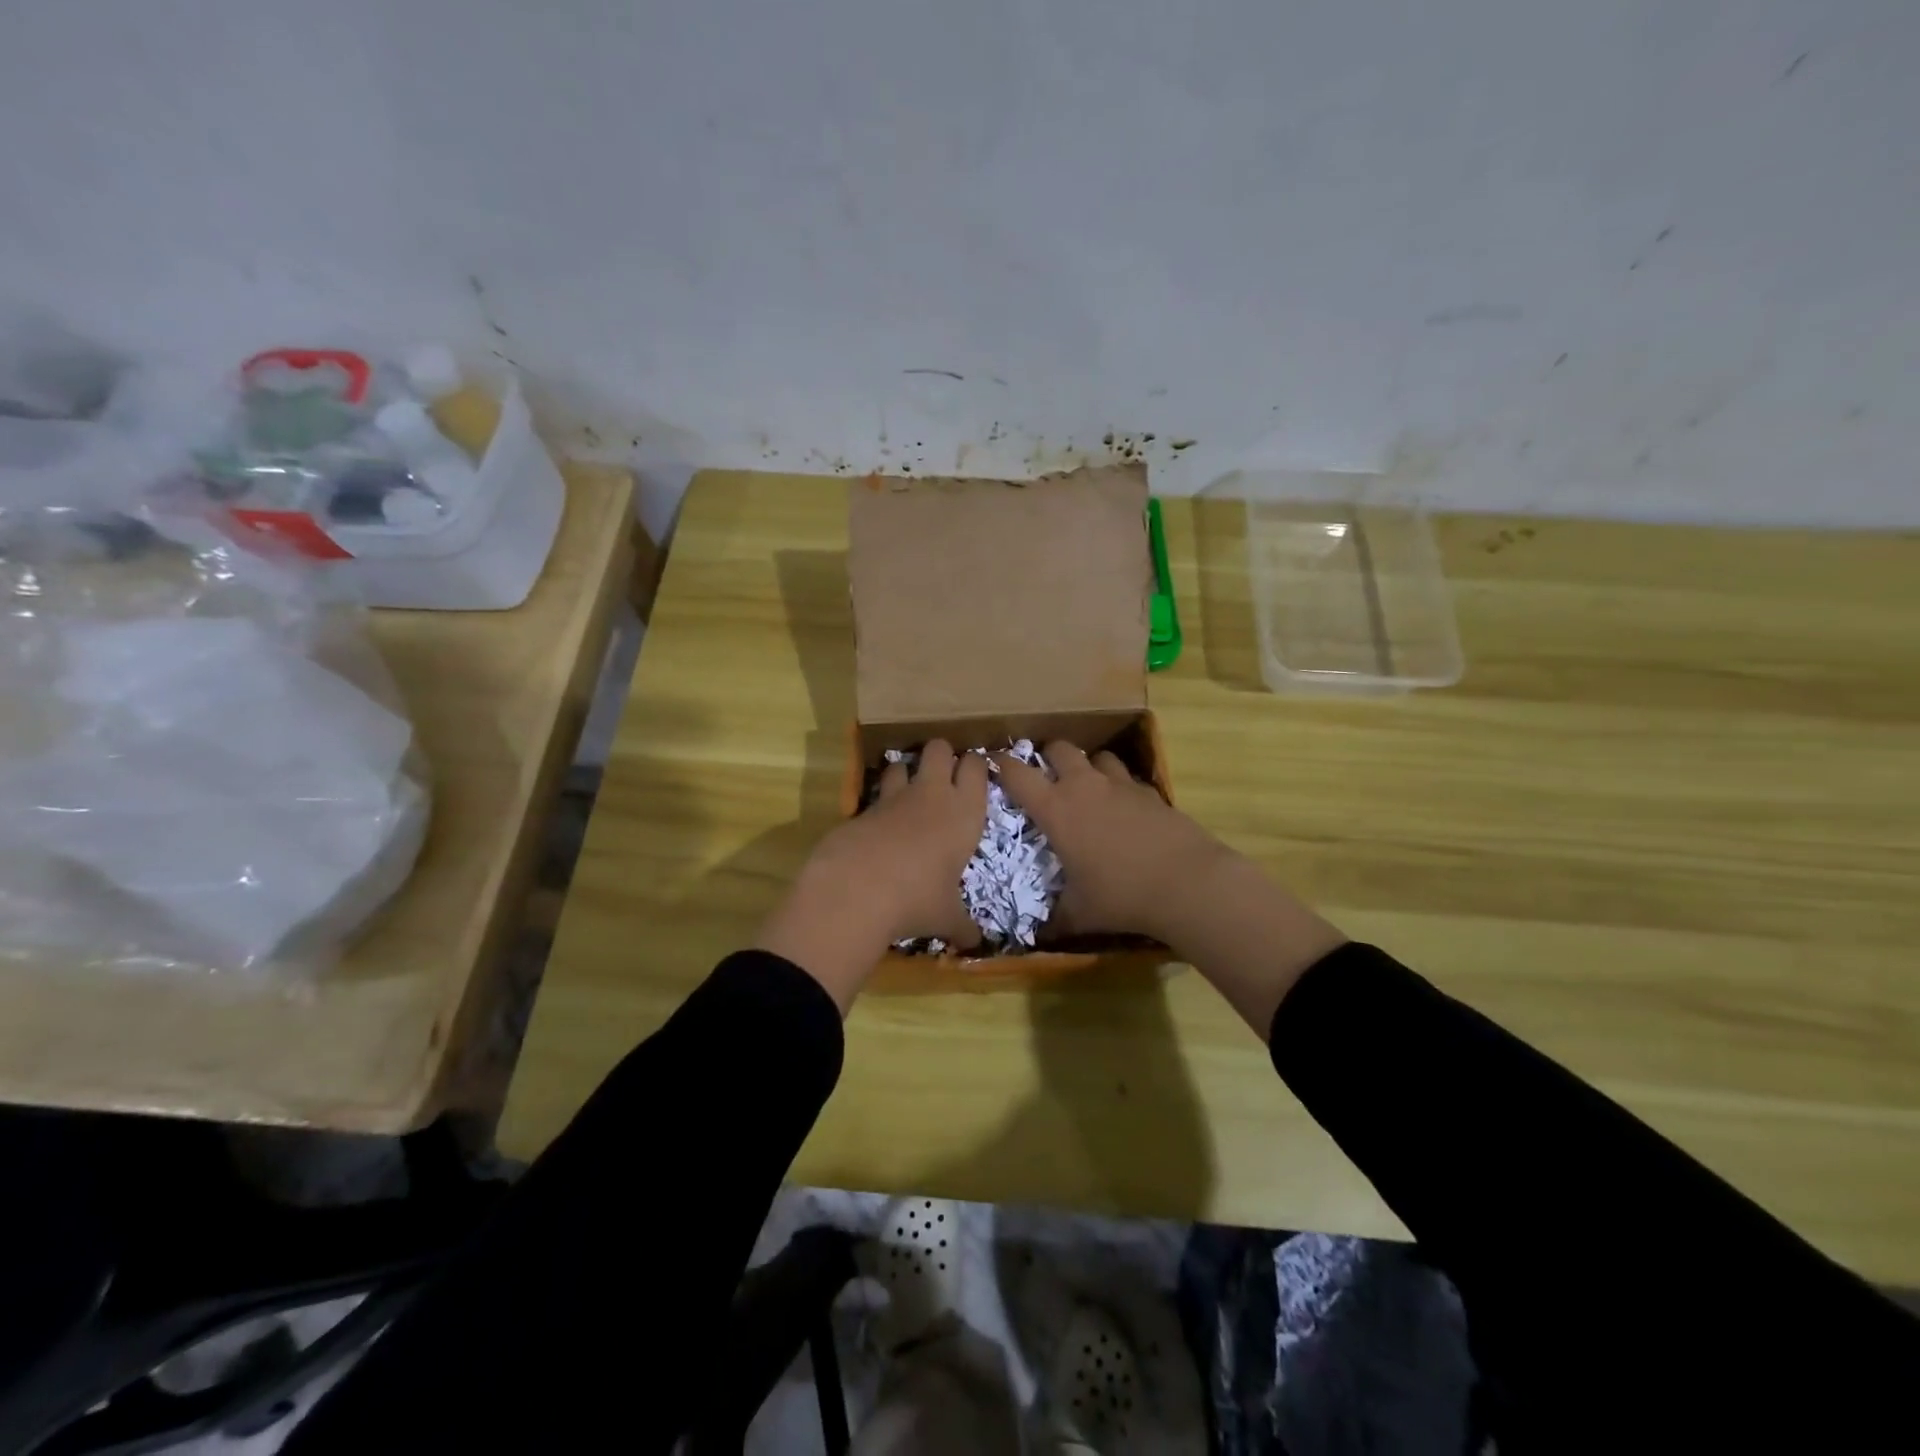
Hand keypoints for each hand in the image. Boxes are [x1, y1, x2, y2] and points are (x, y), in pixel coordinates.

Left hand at [756, 740, 987, 1010]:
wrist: (857, 891)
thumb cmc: (918, 900)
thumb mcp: (947, 917)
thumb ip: (963, 926)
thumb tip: (976, 944)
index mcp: (964, 813)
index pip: (977, 767)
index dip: (975, 766)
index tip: (974, 776)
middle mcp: (932, 794)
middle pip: (939, 747)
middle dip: (941, 754)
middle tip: (943, 776)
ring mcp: (893, 797)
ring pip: (903, 763)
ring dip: (906, 772)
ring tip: (907, 793)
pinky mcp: (861, 808)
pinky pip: (874, 794)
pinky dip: (878, 803)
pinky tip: (879, 825)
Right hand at [991, 742, 1234, 944]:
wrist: (1186, 883)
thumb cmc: (1120, 895)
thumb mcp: (1080, 914)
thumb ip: (1056, 919)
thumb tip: (1040, 935)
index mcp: (1056, 810)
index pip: (1017, 774)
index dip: (1001, 765)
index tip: (995, 764)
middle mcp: (1084, 787)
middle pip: (1059, 749)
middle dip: (1048, 756)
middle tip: (1046, 775)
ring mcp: (1120, 785)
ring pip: (1098, 756)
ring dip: (1088, 766)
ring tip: (1088, 786)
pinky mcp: (1150, 792)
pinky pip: (1128, 778)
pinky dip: (1120, 786)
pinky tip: (1124, 808)